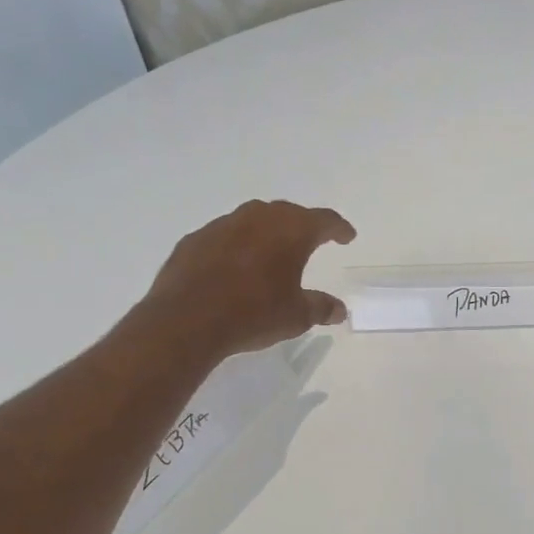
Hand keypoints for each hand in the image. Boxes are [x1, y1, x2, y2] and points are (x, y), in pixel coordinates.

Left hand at [139, 199, 356, 359]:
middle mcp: (259, 218)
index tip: (347, 236)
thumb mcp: (296, 317)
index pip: (324, 220)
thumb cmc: (254, 314)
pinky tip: (235, 266)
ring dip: (267, 232)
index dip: (339, 228)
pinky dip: (236, 245)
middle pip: (288, 213)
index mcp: (291, 231)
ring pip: (253, 219)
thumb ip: (320, 308)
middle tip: (311, 240)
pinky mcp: (195, 240)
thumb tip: (339, 310)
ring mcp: (223, 225)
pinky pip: (224, 236)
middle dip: (302, 225)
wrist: (186, 320)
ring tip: (272, 252)